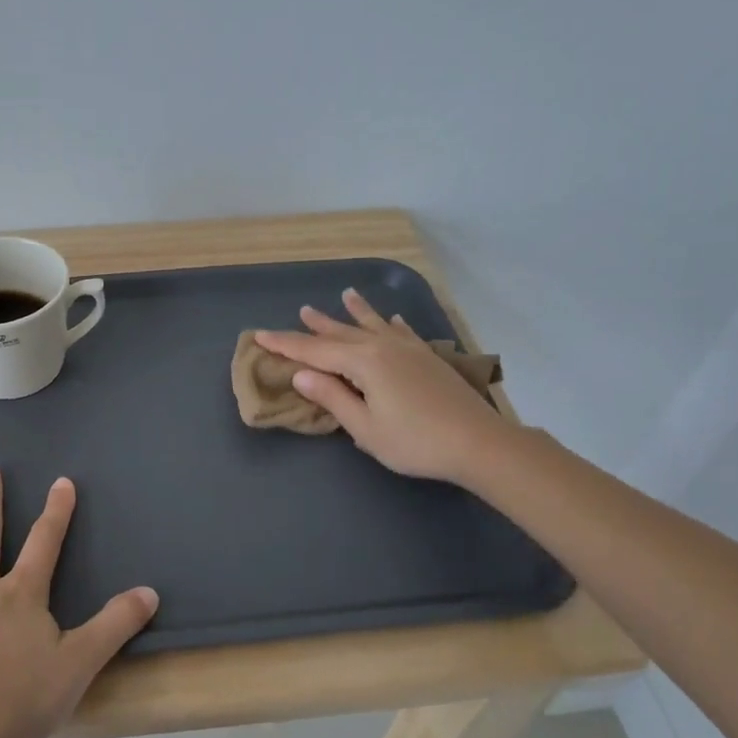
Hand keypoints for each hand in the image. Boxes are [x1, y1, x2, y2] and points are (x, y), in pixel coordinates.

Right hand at [255, 288, 512, 484]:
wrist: (478, 443)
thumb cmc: (415, 442)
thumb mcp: (365, 427)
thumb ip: (333, 397)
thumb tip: (301, 373)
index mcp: (363, 363)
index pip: (314, 352)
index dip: (285, 345)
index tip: (259, 335)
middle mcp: (383, 347)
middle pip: (341, 334)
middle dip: (316, 326)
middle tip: (297, 312)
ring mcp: (409, 349)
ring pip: (373, 325)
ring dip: (355, 312)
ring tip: (344, 294)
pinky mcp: (428, 358)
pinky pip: (403, 332)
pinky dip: (392, 324)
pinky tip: (393, 318)